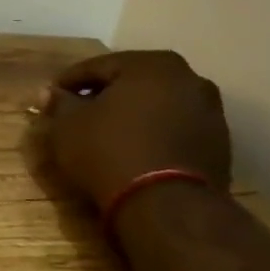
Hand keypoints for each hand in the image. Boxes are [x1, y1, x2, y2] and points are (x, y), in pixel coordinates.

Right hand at [28, 50, 231, 208]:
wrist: (167, 206)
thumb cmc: (109, 152)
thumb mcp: (68, 126)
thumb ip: (59, 103)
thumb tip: (50, 93)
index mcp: (152, 64)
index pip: (97, 67)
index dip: (68, 82)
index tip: (50, 97)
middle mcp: (189, 78)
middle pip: (132, 83)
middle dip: (104, 96)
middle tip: (77, 114)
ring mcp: (210, 112)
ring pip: (156, 106)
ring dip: (131, 116)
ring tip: (105, 136)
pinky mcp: (219, 145)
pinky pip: (174, 130)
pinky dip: (153, 135)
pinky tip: (132, 152)